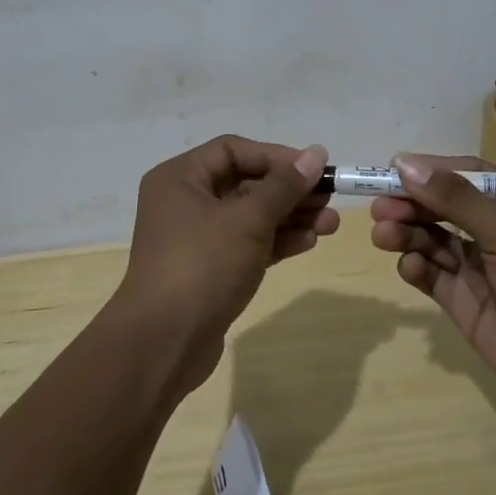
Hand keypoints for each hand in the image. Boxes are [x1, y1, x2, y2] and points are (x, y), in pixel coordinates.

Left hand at [117, 136, 336, 394]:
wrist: (164, 343)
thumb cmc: (203, 265)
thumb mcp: (248, 219)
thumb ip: (284, 186)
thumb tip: (316, 153)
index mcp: (180, 178)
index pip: (233, 150)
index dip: (276, 156)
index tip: (314, 168)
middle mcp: (184, 201)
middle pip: (245, 183)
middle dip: (289, 191)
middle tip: (329, 197)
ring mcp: (196, 238)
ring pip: (250, 216)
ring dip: (290, 217)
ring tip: (330, 224)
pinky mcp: (209, 269)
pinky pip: (247, 243)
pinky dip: (276, 241)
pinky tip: (309, 242)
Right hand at [370, 154, 495, 418]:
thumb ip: (456, 198)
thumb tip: (405, 163)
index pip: (468, 176)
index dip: (431, 171)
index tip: (393, 169)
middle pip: (444, 208)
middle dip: (411, 204)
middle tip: (379, 206)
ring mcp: (480, 268)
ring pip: (432, 240)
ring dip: (407, 233)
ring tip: (383, 233)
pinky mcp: (464, 302)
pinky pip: (432, 275)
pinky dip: (416, 267)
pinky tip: (410, 266)